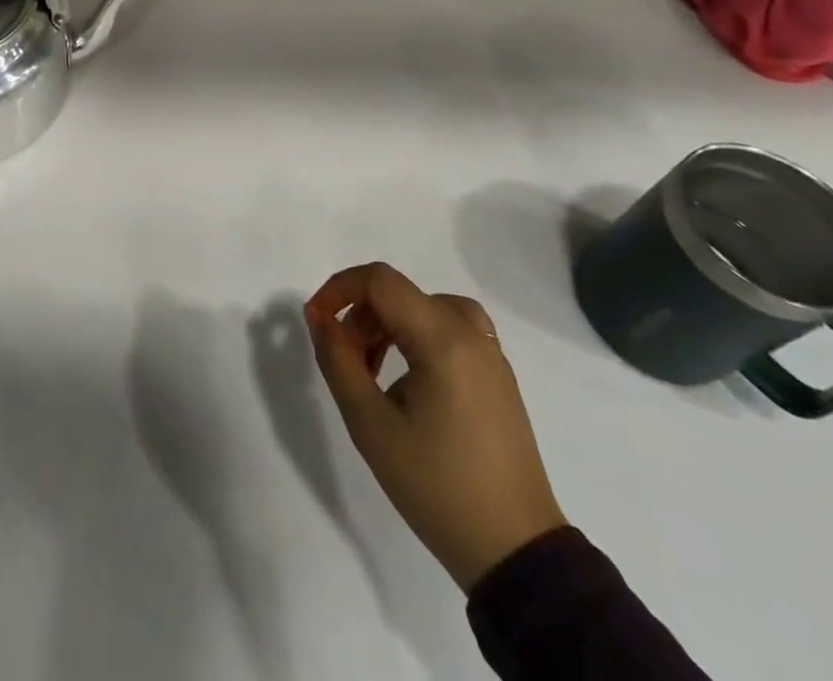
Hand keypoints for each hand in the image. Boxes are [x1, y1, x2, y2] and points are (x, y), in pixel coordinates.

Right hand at [304, 262, 566, 592]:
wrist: (516, 551)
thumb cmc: (437, 487)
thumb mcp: (370, 426)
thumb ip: (338, 361)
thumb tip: (320, 318)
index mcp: (443, 340)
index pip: (380, 281)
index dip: (339, 288)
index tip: (316, 321)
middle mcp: (471, 334)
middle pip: (401, 293)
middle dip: (361, 315)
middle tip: (344, 360)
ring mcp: (491, 355)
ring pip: (425, 307)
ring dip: (388, 324)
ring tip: (372, 370)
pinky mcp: (498, 377)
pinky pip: (450, 329)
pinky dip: (417, 335)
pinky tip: (407, 379)